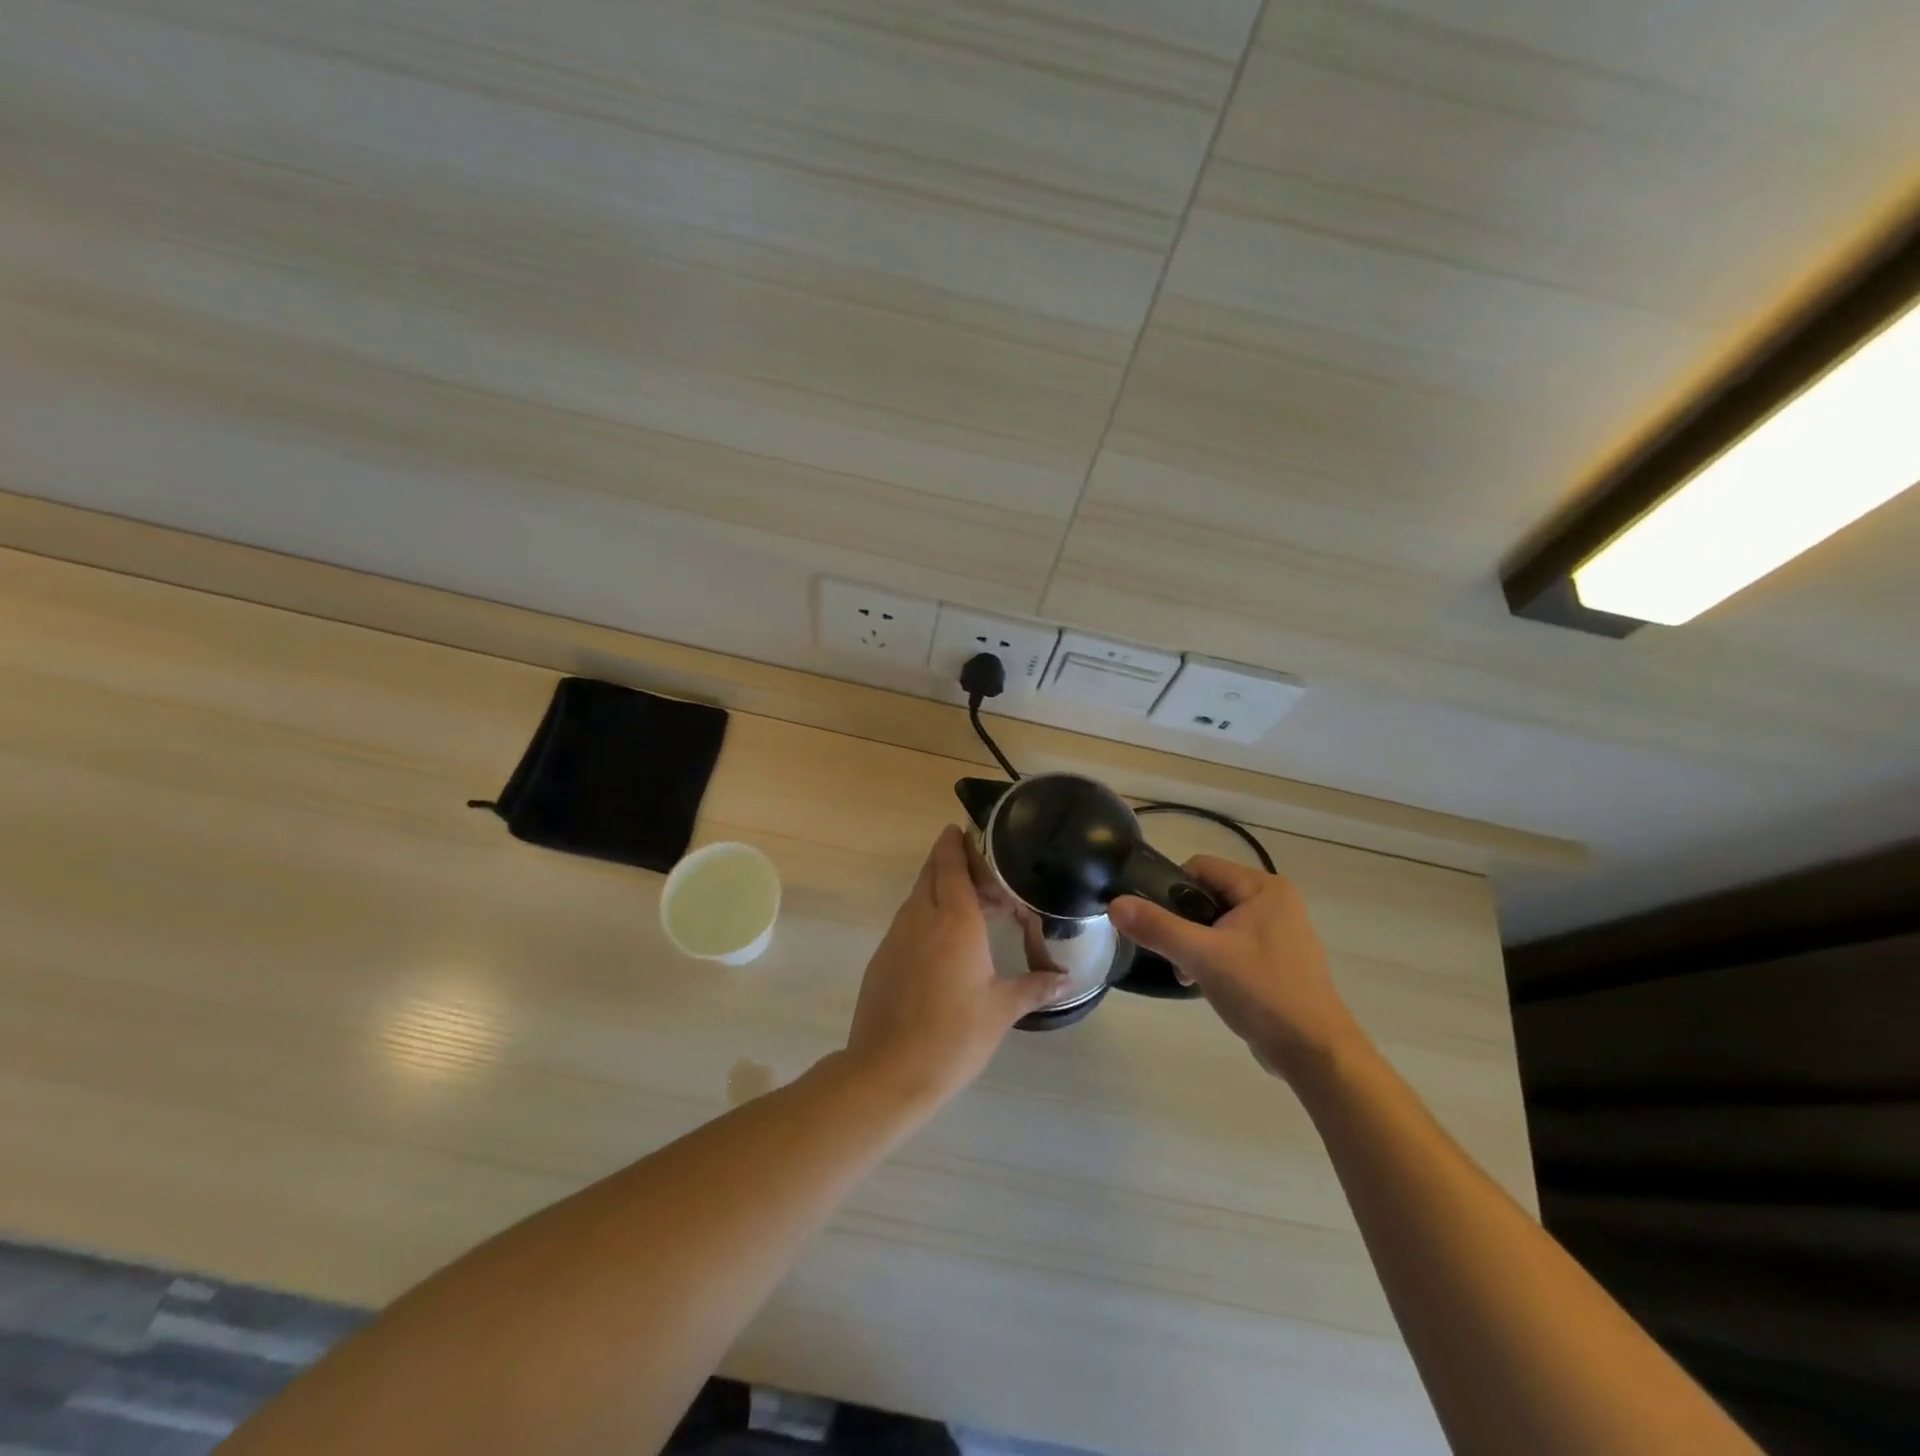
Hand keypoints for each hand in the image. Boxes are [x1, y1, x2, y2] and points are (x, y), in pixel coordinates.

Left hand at [844, 826, 1067, 1107]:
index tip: (962, 829)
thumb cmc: (953, 1036)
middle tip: (981, 870)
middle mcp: (921, 918)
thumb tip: (1067, 980)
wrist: (888, 1071)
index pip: (951, 866)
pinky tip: (944, 942)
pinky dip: (926, 915)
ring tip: (969, 905)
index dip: (955, 844)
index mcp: (954, 921)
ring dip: (939, 890)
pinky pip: (907, 922)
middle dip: (950, 862)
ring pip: (917, 897)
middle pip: (931, 874)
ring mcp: (896, 937)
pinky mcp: (883, 958)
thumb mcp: (1001, 1010)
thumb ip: (1034, 987)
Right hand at [1110, 857, 1361, 1083]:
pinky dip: (1216, 959)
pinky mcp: (1280, 959)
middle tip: (1174, 955)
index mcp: (1264, 888)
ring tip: (1189, 975)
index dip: (1171, 889)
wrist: (1315, 1053)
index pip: (1201, 867)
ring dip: (1197, 944)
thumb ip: (1157, 927)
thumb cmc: (1262, 993)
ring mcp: (1280, 931)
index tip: (1159, 922)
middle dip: (1184, 923)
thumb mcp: (1202, 956)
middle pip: (1208, 894)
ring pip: (1219, 922)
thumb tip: (1114, 904)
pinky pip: (1234, 944)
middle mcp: (1275, 901)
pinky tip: (1209, 985)